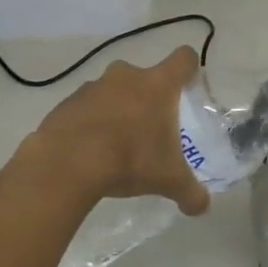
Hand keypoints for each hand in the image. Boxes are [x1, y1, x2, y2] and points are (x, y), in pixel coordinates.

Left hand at [12, 47, 210, 214]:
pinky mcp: (65, 103)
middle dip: (148, 96)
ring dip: (117, 109)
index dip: (190, 69)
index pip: (183, 58)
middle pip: (145, 76)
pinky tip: (89, 151)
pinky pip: (85, 107)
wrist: (66, 164)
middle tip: (150, 126)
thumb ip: (190, 192)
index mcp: (158, 84)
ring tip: (117, 143)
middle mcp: (126, 76)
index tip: (189, 87)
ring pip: (113, 91)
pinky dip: (90, 122)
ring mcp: (92, 87)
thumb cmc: (130, 159)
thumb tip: (202, 207)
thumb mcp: (168, 180)